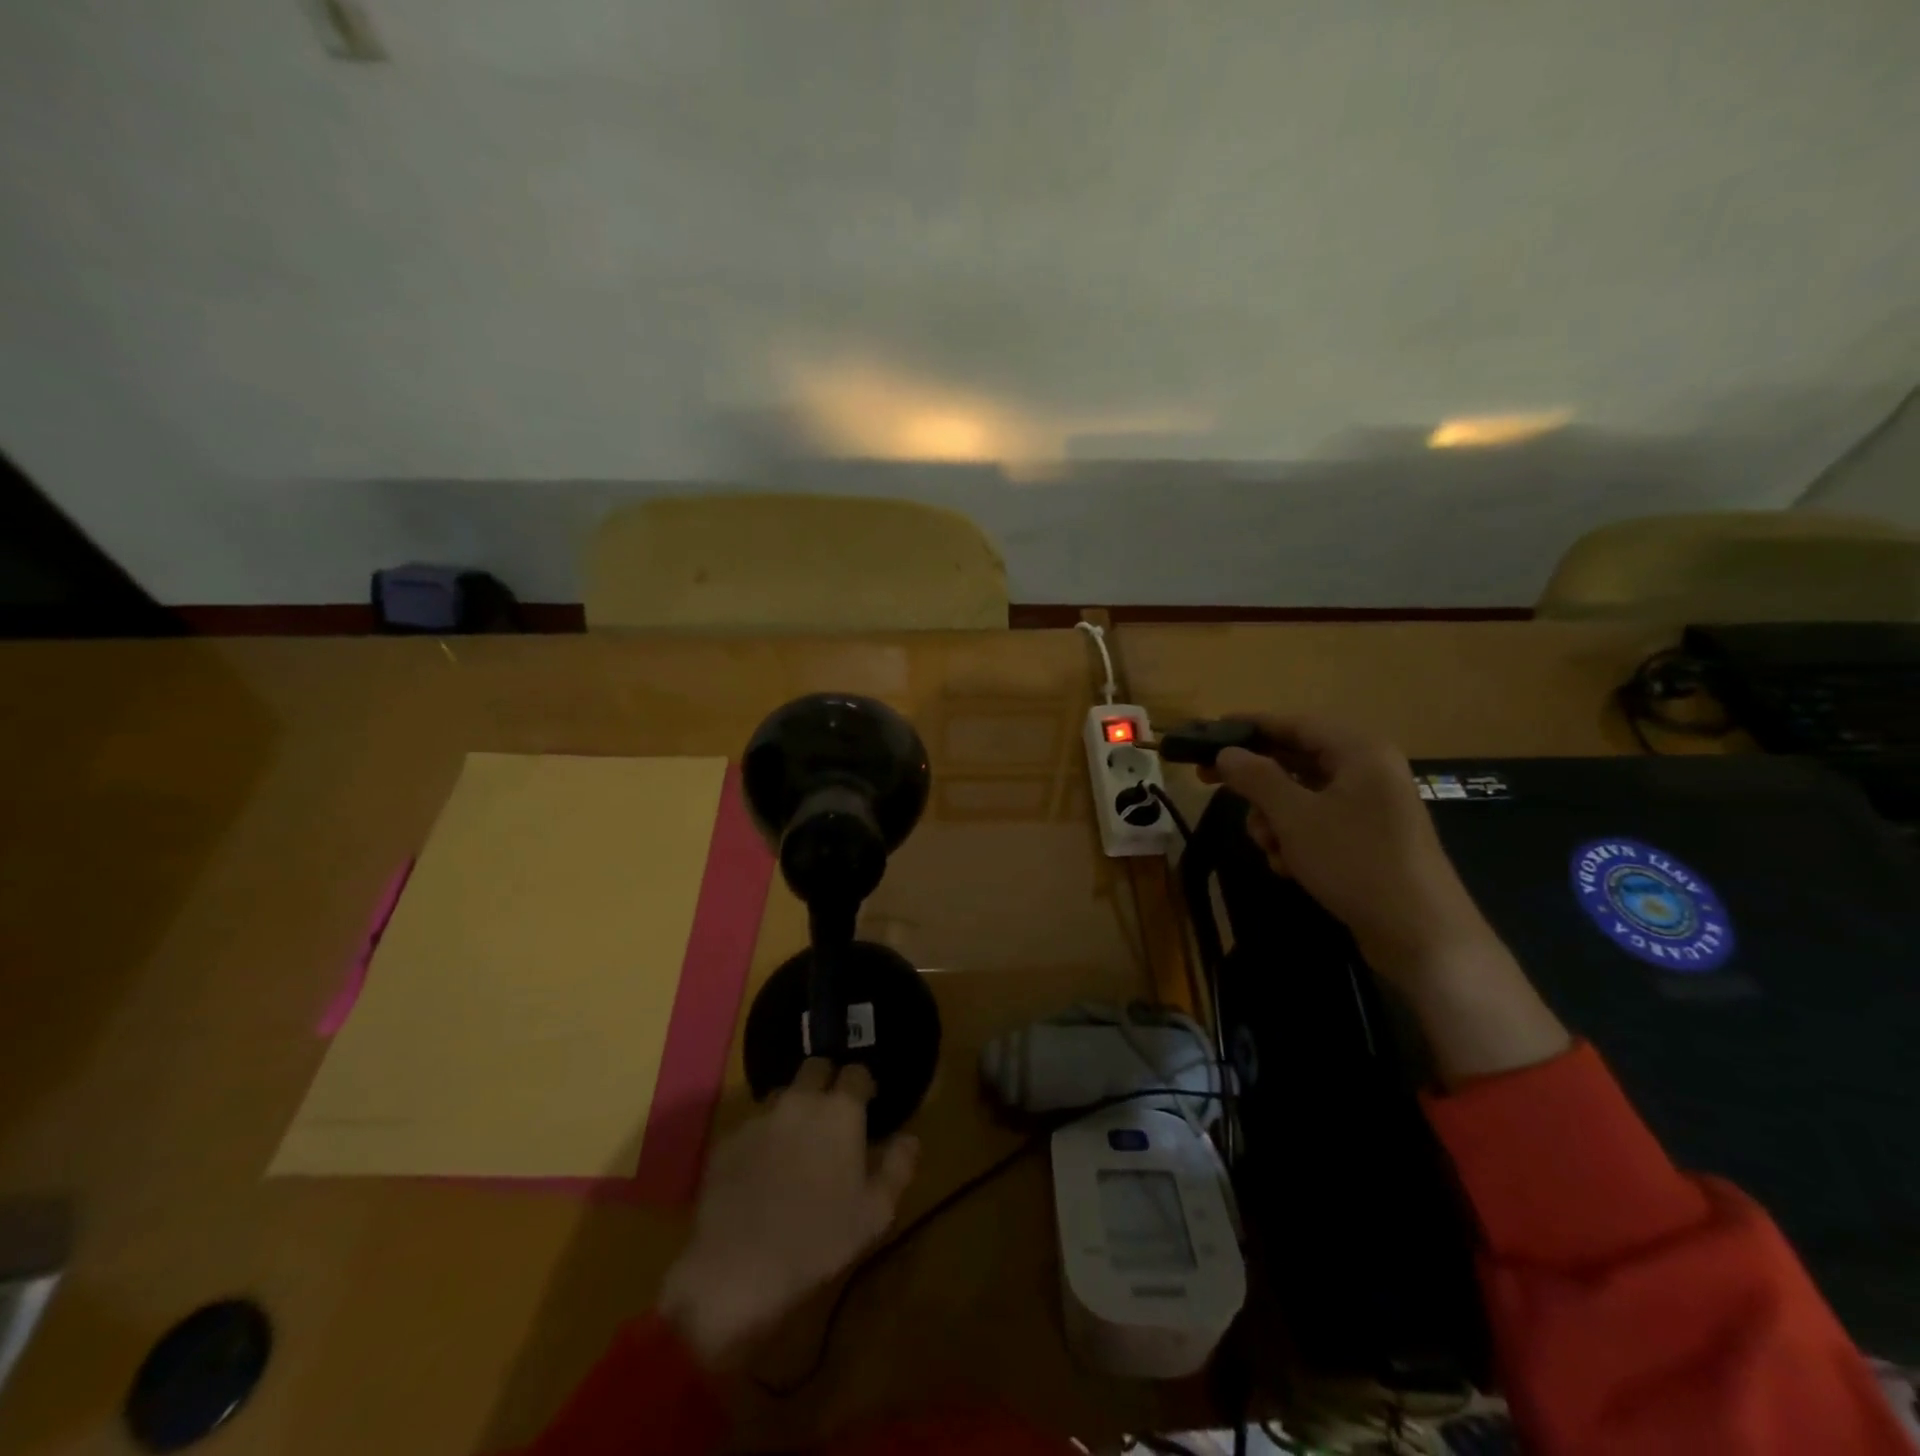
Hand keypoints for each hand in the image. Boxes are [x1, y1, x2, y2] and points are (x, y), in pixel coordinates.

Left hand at [658, 1059, 918, 1368]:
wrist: (735, 1267)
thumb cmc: (817, 1240)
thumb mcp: (875, 1213)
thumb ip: (898, 1167)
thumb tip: (910, 1138)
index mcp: (840, 1110)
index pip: (856, 1072)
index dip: (863, 1085)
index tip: (867, 1105)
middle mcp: (800, 1100)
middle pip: (815, 1067)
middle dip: (826, 1081)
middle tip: (832, 1117)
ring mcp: (760, 1117)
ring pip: (783, 1094)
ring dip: (794, 1108)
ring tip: (797, 1144)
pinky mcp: (728, 1140)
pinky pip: (753, 1125)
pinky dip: (764, 1137)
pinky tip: (763, 1170)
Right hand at [1206, 714, 1569, 1083]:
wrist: (1420, 935)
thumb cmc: (1355, 861)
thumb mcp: (1294, 816)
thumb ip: (1256, 778)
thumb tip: (1226, 753)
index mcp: (1359, 752)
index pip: (1294, 723)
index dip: (1249, 727)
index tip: (1209, 734)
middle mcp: (1367, 771)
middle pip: (1295, 760)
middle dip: (1257, 782)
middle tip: (1208, 784)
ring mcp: (1369, 807)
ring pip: (1301, 796)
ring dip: (1273, 818)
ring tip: (1268, 846)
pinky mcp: (1367, 840)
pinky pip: (1317, 824)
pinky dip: (1295, 840)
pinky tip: (1288, 866)